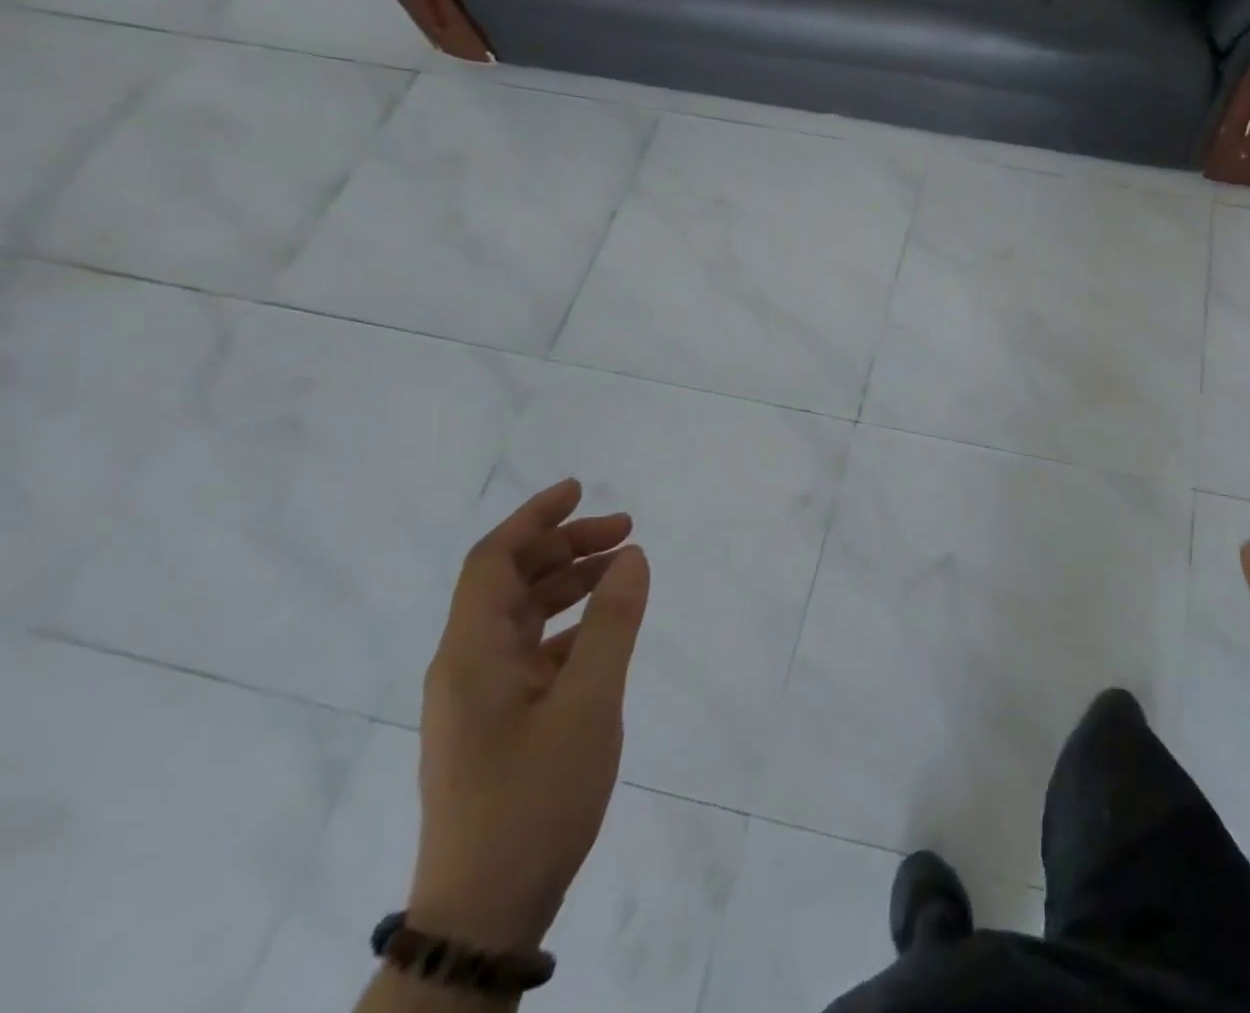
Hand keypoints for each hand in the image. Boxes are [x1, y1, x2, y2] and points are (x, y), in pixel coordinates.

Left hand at [408, 480, 650, 950]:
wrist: (486, 910)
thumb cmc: (535, 798)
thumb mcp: (588, 704)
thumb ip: (612, 624)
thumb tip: (632, 556)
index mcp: (472, 654)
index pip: (492, 561)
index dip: (534, 517)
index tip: (580, 488)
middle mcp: (468, 665)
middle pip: (510, 582)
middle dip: (565, 546)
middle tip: (625, 530)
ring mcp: (481, 697)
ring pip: (524, 616)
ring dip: (570, 583)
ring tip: (623, 568)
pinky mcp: (499, 722)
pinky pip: (534, 651)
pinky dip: (571, 625)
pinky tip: (607, 630)